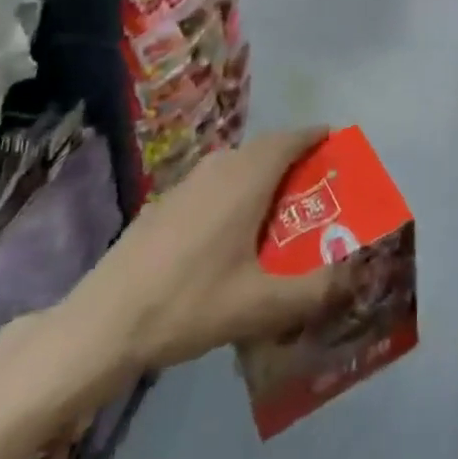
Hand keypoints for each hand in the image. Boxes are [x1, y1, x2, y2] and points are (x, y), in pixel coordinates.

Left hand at [50, 129, 339, 405]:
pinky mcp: (166, 202)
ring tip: (281, 207)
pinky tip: (233, 231)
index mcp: (247, 178)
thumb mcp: (260, 306)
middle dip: (294, 158)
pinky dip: (236, 190)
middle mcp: (220, 167)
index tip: (336, 141)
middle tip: (316, 184)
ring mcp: (188, 182)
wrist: (104, 322)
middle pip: (265, 149)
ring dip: (263, 174)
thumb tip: (353, 278)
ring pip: (238, 164)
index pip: (290, 139)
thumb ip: (313, 291)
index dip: (315, 136)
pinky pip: (215, 181)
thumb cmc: (189, 303)